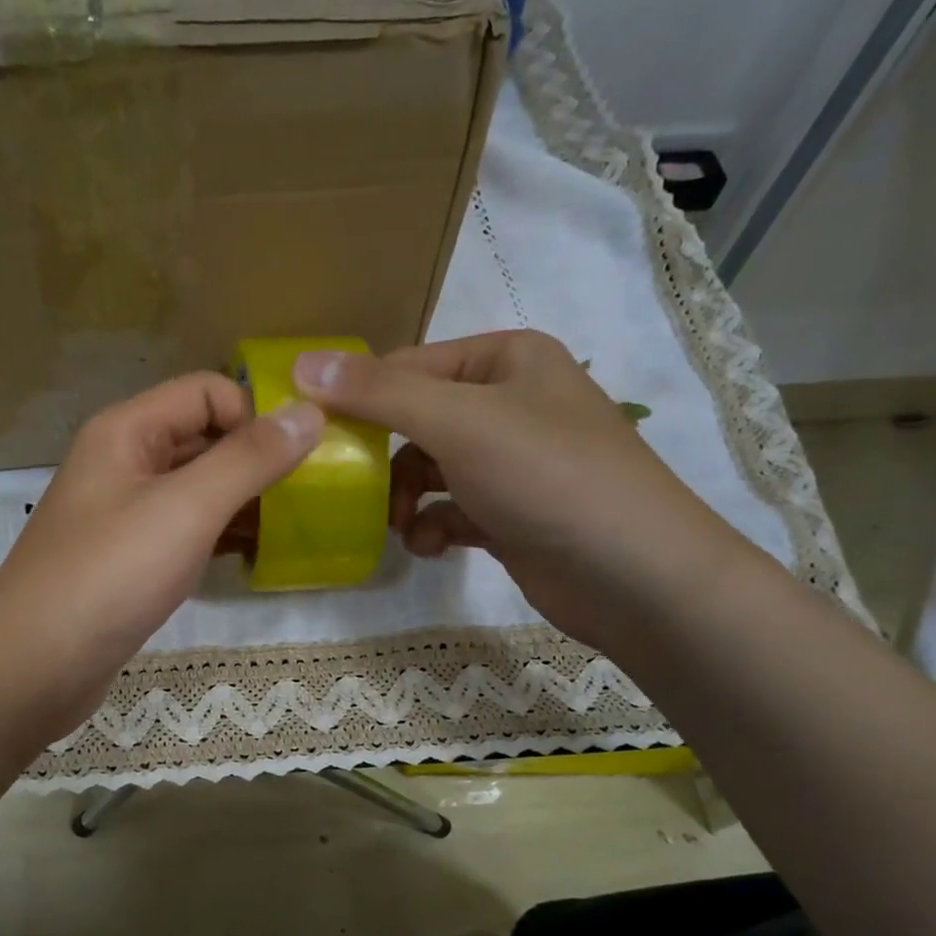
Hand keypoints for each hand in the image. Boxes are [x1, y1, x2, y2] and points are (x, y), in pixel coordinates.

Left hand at [0, 372, 323, 742]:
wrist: (33, 668)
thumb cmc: (109, 576)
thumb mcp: (186, 509)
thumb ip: (249, 459)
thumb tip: (310, 413)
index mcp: (126, 431)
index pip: (206, 392)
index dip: (254, 415)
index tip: (298, 459)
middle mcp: (121, 463)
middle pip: (201, 437)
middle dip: (254, 459)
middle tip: (308, 495)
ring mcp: (121, 514)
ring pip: (194, 489)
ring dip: (241, 501)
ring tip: (292, 528)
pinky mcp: (126, 560)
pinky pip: (182, 531)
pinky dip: (217, 537)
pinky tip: (252, 558)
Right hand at [292, 331, 755, 653]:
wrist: (633, 575)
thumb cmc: (547, 477)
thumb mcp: (458, 422)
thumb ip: (379, 393)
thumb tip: (302, 364)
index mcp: (507, 360)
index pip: (408, 366)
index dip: (359, 399)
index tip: (316, 438)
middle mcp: (511, 403)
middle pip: (416, 421)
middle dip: (384, 461)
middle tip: (355, 491)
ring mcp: (513, 463)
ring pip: (430, 470)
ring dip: (406, 500)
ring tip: (400, 527)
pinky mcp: (511, 515)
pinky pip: (452, 510)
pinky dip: (434, 528)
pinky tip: (431, 547)